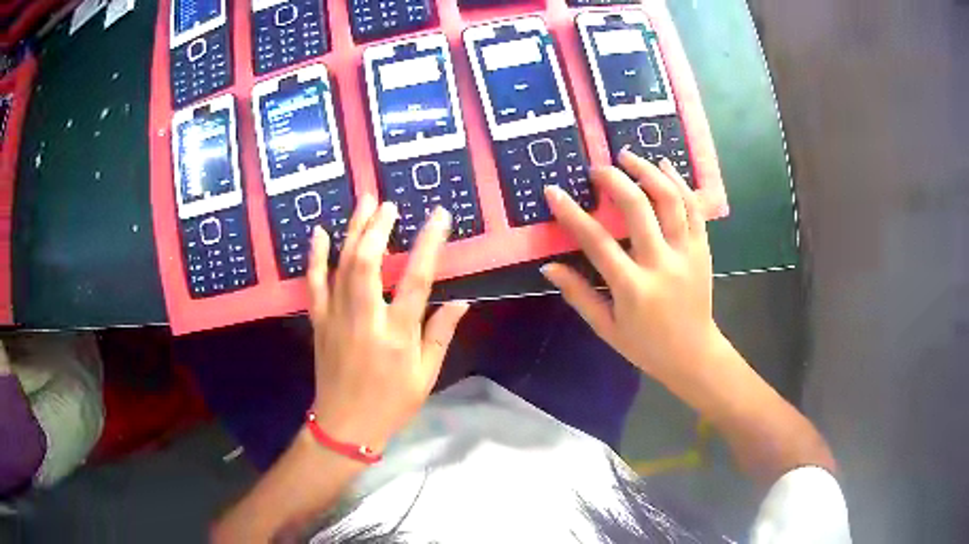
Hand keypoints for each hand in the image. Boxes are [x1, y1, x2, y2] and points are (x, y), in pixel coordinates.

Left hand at [306, 195, 468, 451]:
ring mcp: (336, 317)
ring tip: (364, 201)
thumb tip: (462, 301)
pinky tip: (319, 232)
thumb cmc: (390, 403)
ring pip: (342, 265)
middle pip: (369, 262)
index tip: (439, 216)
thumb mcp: (425, 376)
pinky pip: (314, 283)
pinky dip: (316, 256)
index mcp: (397, 334)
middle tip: (389, 203)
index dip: (429, 244)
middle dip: (379, 227)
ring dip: (354, 230)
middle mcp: (365, 318)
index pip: (417, 280)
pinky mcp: (319, 320)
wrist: (345, 425)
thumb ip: (441, 335)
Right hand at [540, 150, 717, 383]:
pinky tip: (665, 166)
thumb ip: (578, 295)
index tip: (553, 191)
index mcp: (633, 288)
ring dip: (648, 171)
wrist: (693, 354)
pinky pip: (694, 208)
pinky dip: (679, 182)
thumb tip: (549, 266)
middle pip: (638, 208)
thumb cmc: (645, 346)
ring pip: (670, 200)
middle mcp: (662, 264)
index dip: (572, 214)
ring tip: (629, 156)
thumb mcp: (606, 328)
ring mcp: (687, 254)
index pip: (597, 242)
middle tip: (597, 168)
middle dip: (614, 180)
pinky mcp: (702, 249)